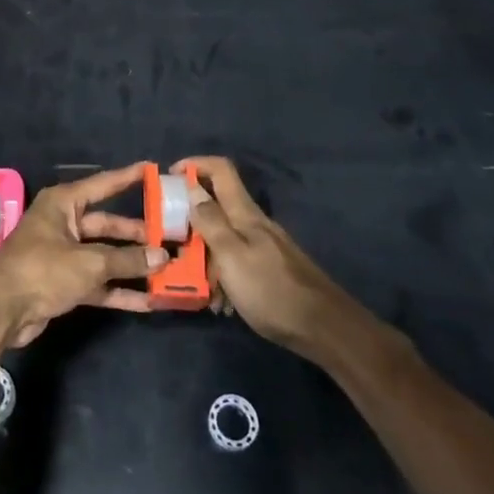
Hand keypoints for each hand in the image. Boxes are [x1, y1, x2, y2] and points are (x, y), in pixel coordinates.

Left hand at [0, 164, 166, 346]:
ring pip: (105, 256)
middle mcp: (64, 223)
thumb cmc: (42, 270)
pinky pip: (97, 282)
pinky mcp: (64, 283)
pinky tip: (148, 300)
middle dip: (137, 234)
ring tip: (168, 269)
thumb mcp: (89, 263)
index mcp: (64, 203)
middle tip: (170, 237)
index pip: (103, 184)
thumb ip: (127, 260)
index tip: (152, 170)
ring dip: (132, 265)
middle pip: (107, 225)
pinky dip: (119, 290)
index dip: (128, 178)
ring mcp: (63, 254)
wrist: (0, 309)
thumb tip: (162, 256)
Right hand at [179, 157, 348, 355]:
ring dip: (204, 255)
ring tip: (194, 284)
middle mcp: (254, 224)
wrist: (324, 329)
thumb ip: (211, 222)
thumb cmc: (272, 290)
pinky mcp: (269, 269)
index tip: (169, 177)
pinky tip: (221, 303)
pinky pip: (236, 262)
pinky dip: (222, 275)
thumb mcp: (232, 256)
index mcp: (245, 214)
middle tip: (171, 241)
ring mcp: (264, 247)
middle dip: (191, 219)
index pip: (221, 170)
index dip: (195, 165)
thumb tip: (193, 189)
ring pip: (223, 238)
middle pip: (217, 204)